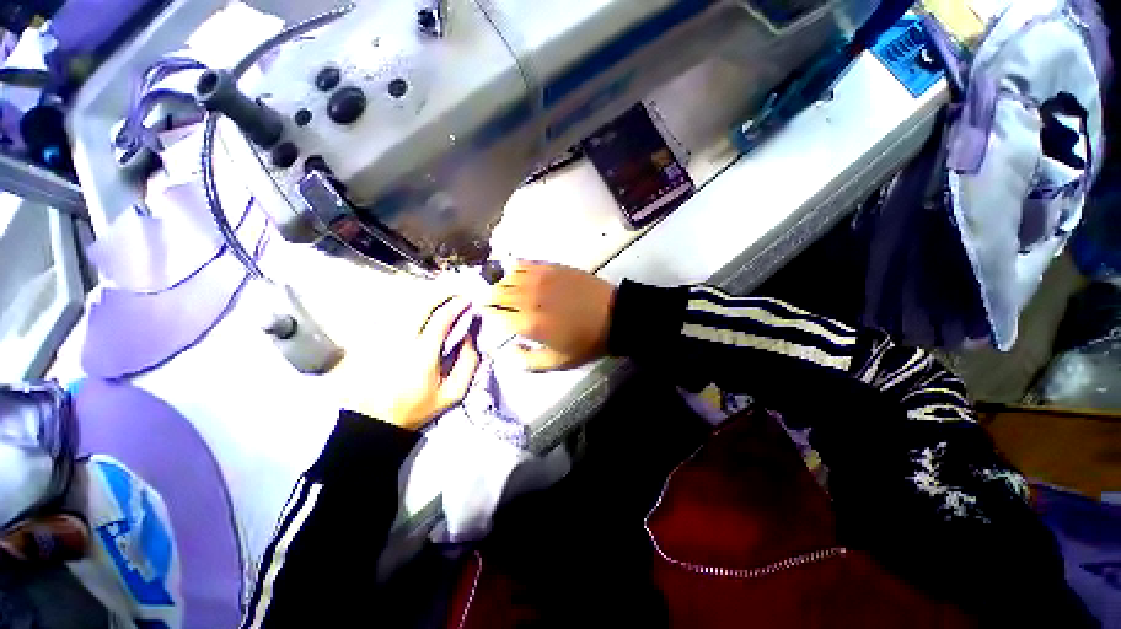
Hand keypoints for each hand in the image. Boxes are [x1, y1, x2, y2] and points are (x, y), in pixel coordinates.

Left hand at [340, 295, 481, 430]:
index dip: (457, 305)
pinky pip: (391, 316)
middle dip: (441, 294)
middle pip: (421, 305)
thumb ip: (468, 364)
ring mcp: (381, 338)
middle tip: (453, 292)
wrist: (371, 421)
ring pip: (404, 307)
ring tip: (438, 297)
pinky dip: (407, 309)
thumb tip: (470, 338)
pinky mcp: (369, 340)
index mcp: (423, 353)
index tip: (466, 300)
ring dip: (424, 299)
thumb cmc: (415, 408)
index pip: (442, 318)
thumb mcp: (451, 394)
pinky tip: (416, 311)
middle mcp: (400, 340)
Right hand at [483, 261, 615, 370]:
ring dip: (494, 280)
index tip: (480, 313)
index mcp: (528, 323)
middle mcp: (528, 298)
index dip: (483, 313)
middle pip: (495, 292)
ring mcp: (539, 279)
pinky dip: (511, 267)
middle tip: (479, 297)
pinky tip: (508, 269)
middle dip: (484, 295)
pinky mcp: (550, 267)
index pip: (493, 314)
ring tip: (489, 282)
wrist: (614, 316)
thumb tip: (506, 351)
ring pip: (505, 276)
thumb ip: (526, 360)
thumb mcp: (556, 362)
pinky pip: (523, 264)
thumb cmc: (585, 342)